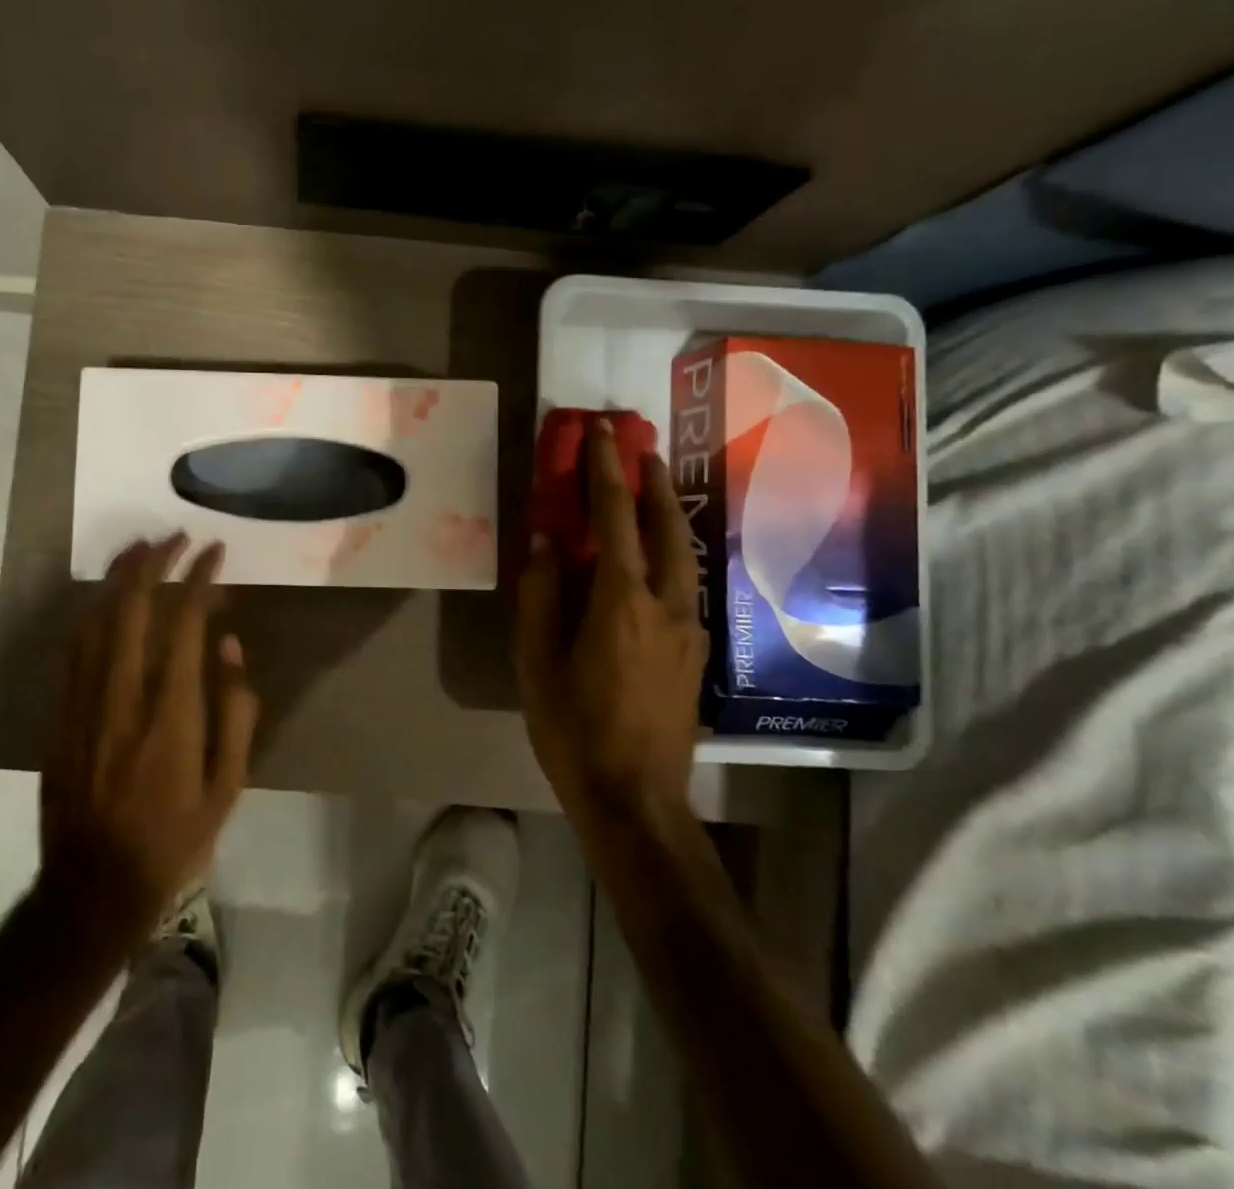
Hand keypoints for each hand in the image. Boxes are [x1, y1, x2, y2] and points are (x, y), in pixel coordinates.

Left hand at [39, 535, 260, 940]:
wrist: (93, 888)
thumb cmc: (174, 838)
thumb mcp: (229, 785)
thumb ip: (235, 711)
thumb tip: (229, 646)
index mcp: (172, 713)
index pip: (184, 622)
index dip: (200, 578)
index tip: (214, 553)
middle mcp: (124, 695)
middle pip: (132, 607)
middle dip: (155, 561)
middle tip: (175, 537)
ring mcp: (83, 703)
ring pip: (96, 619)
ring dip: (118, 577)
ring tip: (140, 549)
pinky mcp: (59, 715)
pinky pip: (73, 648)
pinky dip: (92, 612)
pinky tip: (105, 599)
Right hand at [514, 418, 707, 810]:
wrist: (637, 800)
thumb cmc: (573, 728)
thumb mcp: (536, 661)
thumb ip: (540, 594)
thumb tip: (545, 541)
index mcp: (621, 601)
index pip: (615, 518)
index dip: (606, 471)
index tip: (601, 433)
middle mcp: (667, 604)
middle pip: (668, 526)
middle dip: (653, 482)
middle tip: (641, 448)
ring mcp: (690, 628)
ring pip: (685, 554)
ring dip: (667, 514)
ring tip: (651, 489)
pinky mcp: (697, 651)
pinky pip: (686, 582)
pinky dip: (672, 551)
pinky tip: (657, 556)